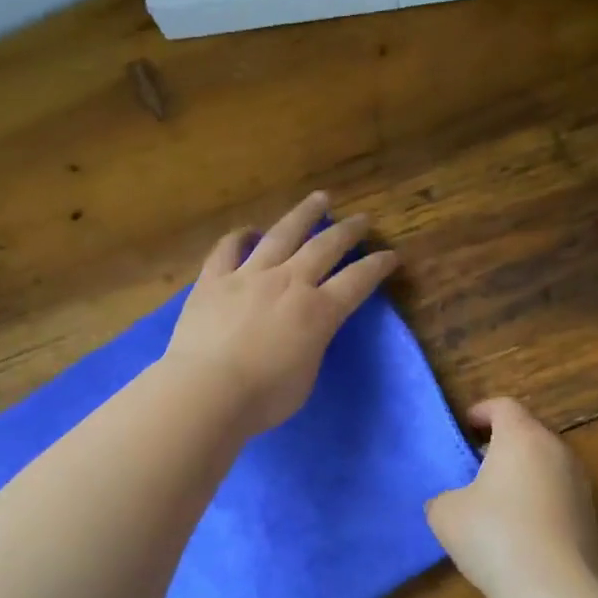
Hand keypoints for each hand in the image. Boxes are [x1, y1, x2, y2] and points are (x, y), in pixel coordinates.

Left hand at [164, 192, 399, 434]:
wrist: (206, 392)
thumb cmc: (263, 398)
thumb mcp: (306, 377)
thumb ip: (312, 345)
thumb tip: (306, 331)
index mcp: (318, 311)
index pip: (358, 281)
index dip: (378, 266)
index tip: (391, 255)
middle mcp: (288, 282)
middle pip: (325, 246)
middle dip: (348, 231)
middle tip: (362, 219)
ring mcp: (248, 275)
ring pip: (282, 234)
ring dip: (304, 214)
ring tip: (319, 199)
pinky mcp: (213, 279)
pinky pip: (228, 248)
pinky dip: (240, 235)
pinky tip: (249, 230)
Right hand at [426, 398, 597, 597]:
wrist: (554, 591)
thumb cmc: (493, 536)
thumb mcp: (444, 513)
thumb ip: (444, 496)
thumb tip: (454, 502)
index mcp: (522, 437)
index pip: (503, 406)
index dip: (480, 412)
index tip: (463, 429)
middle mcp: (557, 451)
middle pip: (527, 434)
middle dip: (499, 445)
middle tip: (473, 468)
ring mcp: (580, 485)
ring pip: (544, 465)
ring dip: (520, 475)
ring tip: (493, 504)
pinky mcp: (590, 517)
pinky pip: (556, 495)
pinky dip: (537, 502)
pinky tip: (517, 534)